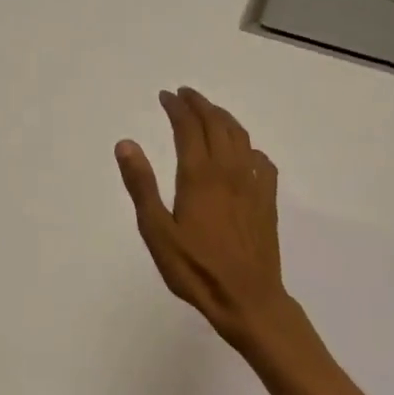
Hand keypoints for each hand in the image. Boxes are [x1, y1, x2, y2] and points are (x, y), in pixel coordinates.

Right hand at [115, 87, 300, 356]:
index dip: (176, 107)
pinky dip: (248, 146)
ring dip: (223, 118)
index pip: (188, 127)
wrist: (248, 299)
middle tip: (185, 95)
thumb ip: (141, 185)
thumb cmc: (195, 268)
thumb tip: (126, 143)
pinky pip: (261, 161)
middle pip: (216, 124)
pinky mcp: (267, 201)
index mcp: (199, 175)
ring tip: (210, 111)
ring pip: (240, 137)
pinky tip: (244, 152)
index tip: (165, 96)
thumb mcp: (157, 231)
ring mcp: (252, 184)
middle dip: (199, 104)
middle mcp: (228, 171)